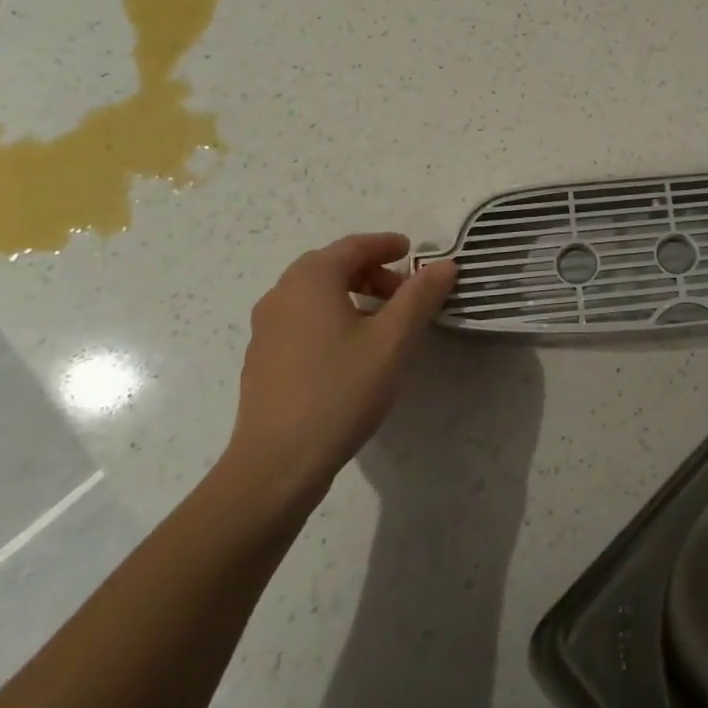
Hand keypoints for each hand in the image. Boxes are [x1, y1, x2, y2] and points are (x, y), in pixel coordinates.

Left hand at [222, 234, 457, 506]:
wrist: (278, 463)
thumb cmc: (340, 390)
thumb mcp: (392, 341)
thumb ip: (420, 297)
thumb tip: (445, 265)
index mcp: (311, 280)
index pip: (353, 246)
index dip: (386, 244)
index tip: (412, 252)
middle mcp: (281, 294)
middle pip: (331, 266)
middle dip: (370, 271)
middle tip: (403, 292)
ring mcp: (266, 328)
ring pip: (314, 294)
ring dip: (351, 294)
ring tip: (382, 322)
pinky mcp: (262, 358)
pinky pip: (302, 319)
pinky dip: (331, 316)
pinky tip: (350, 350)